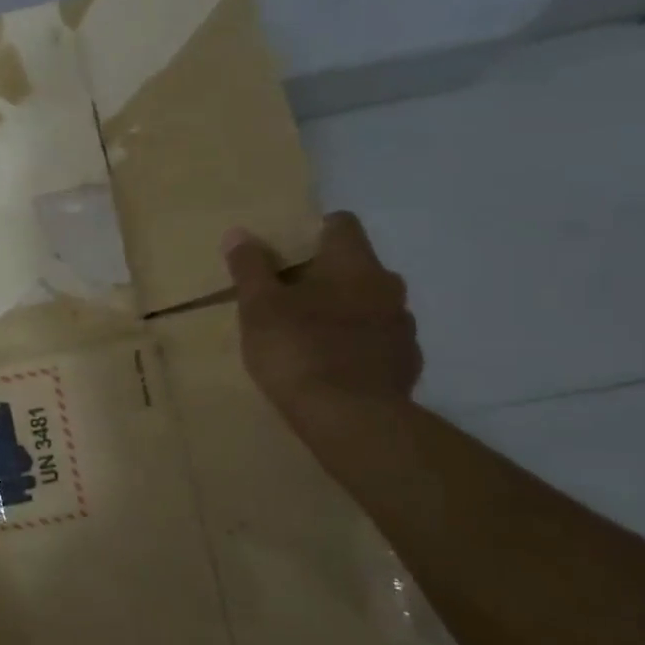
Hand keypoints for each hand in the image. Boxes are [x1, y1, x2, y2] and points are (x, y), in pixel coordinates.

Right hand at [222, 212, 421, 416]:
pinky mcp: (406, 364)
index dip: (312, 232)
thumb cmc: (299, 351)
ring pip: (369, 304)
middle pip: (355, 265)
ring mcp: (402, 326)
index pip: (341, 224)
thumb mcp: (259, 307)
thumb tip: (238, 233)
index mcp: (353, 262)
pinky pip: (378, 341)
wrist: (352, 421)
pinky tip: (332, 367)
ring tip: (309, 335)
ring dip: (344, 311)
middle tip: (288, 298)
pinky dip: (357, 346)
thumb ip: (249, 267)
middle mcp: (387, 285)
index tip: (284, 254)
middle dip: (325, 276)